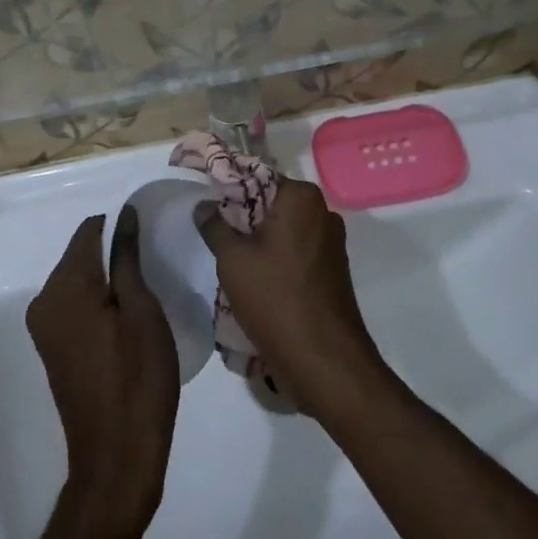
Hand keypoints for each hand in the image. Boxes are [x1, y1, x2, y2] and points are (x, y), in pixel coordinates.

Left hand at [27, 212, 179, 528]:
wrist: (117, 458)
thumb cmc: (137, 379)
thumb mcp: (142, 310)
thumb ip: (127, 256)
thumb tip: (124, 213)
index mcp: (64, 287)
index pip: (90, 230)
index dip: (121, 226)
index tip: (152, 238)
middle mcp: (44, 300)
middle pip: (82, 255)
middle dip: (115, 253)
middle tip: (155, 269)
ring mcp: (45, 327)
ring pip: (80, 281)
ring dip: (109, 279)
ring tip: (146, 295)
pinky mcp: (53, 349)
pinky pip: (76, 306)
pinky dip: (99, 303)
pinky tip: (127, 320)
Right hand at [197, 178, 385, 419]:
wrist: (325, 362)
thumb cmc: (275, 299)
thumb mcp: (232, 260)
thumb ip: (214, 225)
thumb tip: (204, 205)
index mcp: (301, 198)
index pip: (256, 176)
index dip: (227, 188)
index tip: (205, 204)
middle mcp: (322, 212)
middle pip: (271, 204)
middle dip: (242, 219)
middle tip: (214, 237)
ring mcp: (332, 244)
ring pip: (283, 231)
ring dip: (258, 243)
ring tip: (231, 264)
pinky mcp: (333, 272)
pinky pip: (296, 254)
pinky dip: (275, 261)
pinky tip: (255, 283)